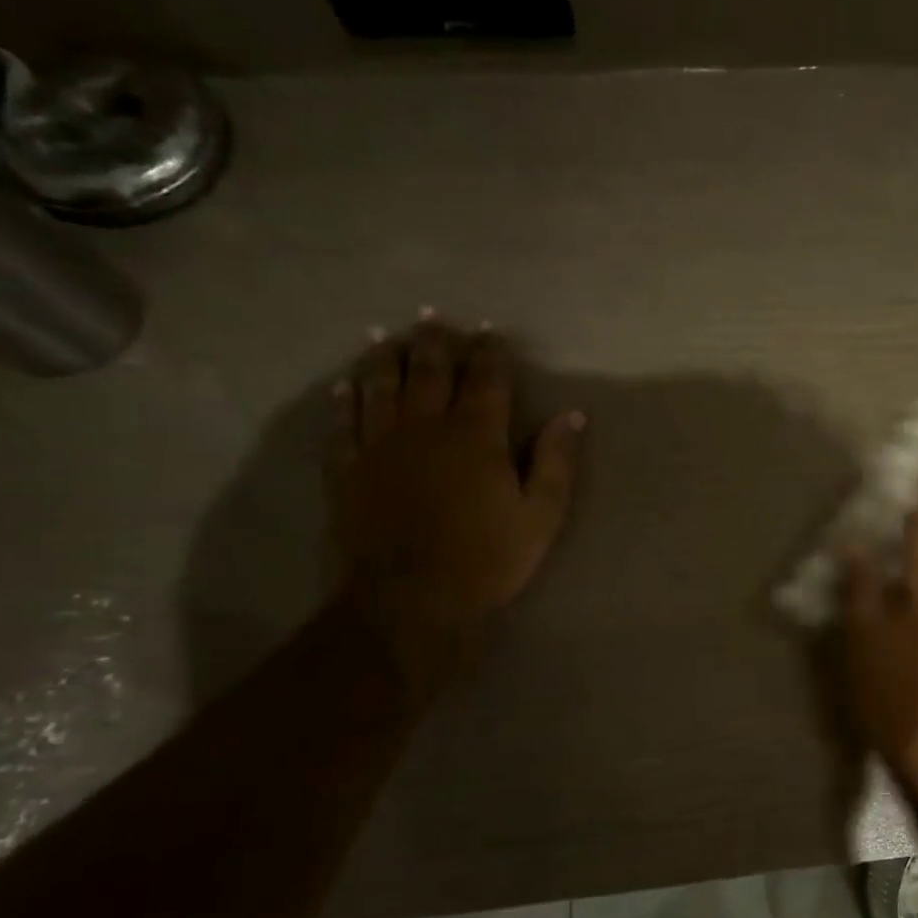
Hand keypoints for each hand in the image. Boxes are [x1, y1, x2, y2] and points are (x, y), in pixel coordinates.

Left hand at [327, 316, 581, 689]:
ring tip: (389, 334)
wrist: (410, 600)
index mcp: (477, 436)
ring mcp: (380, 445)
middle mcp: (425, 427)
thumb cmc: (487, 559)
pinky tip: (348, 386)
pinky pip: (344, 422)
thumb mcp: (541, 516)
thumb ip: (557, 462)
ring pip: (380, 385)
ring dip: (386, 355)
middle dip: (436, 341)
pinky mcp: (348, 469)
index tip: (493, 333)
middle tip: (437, 317)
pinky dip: (347, 399)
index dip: (492, 352)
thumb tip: (573, 415)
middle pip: (428, 370)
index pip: (486, 378)